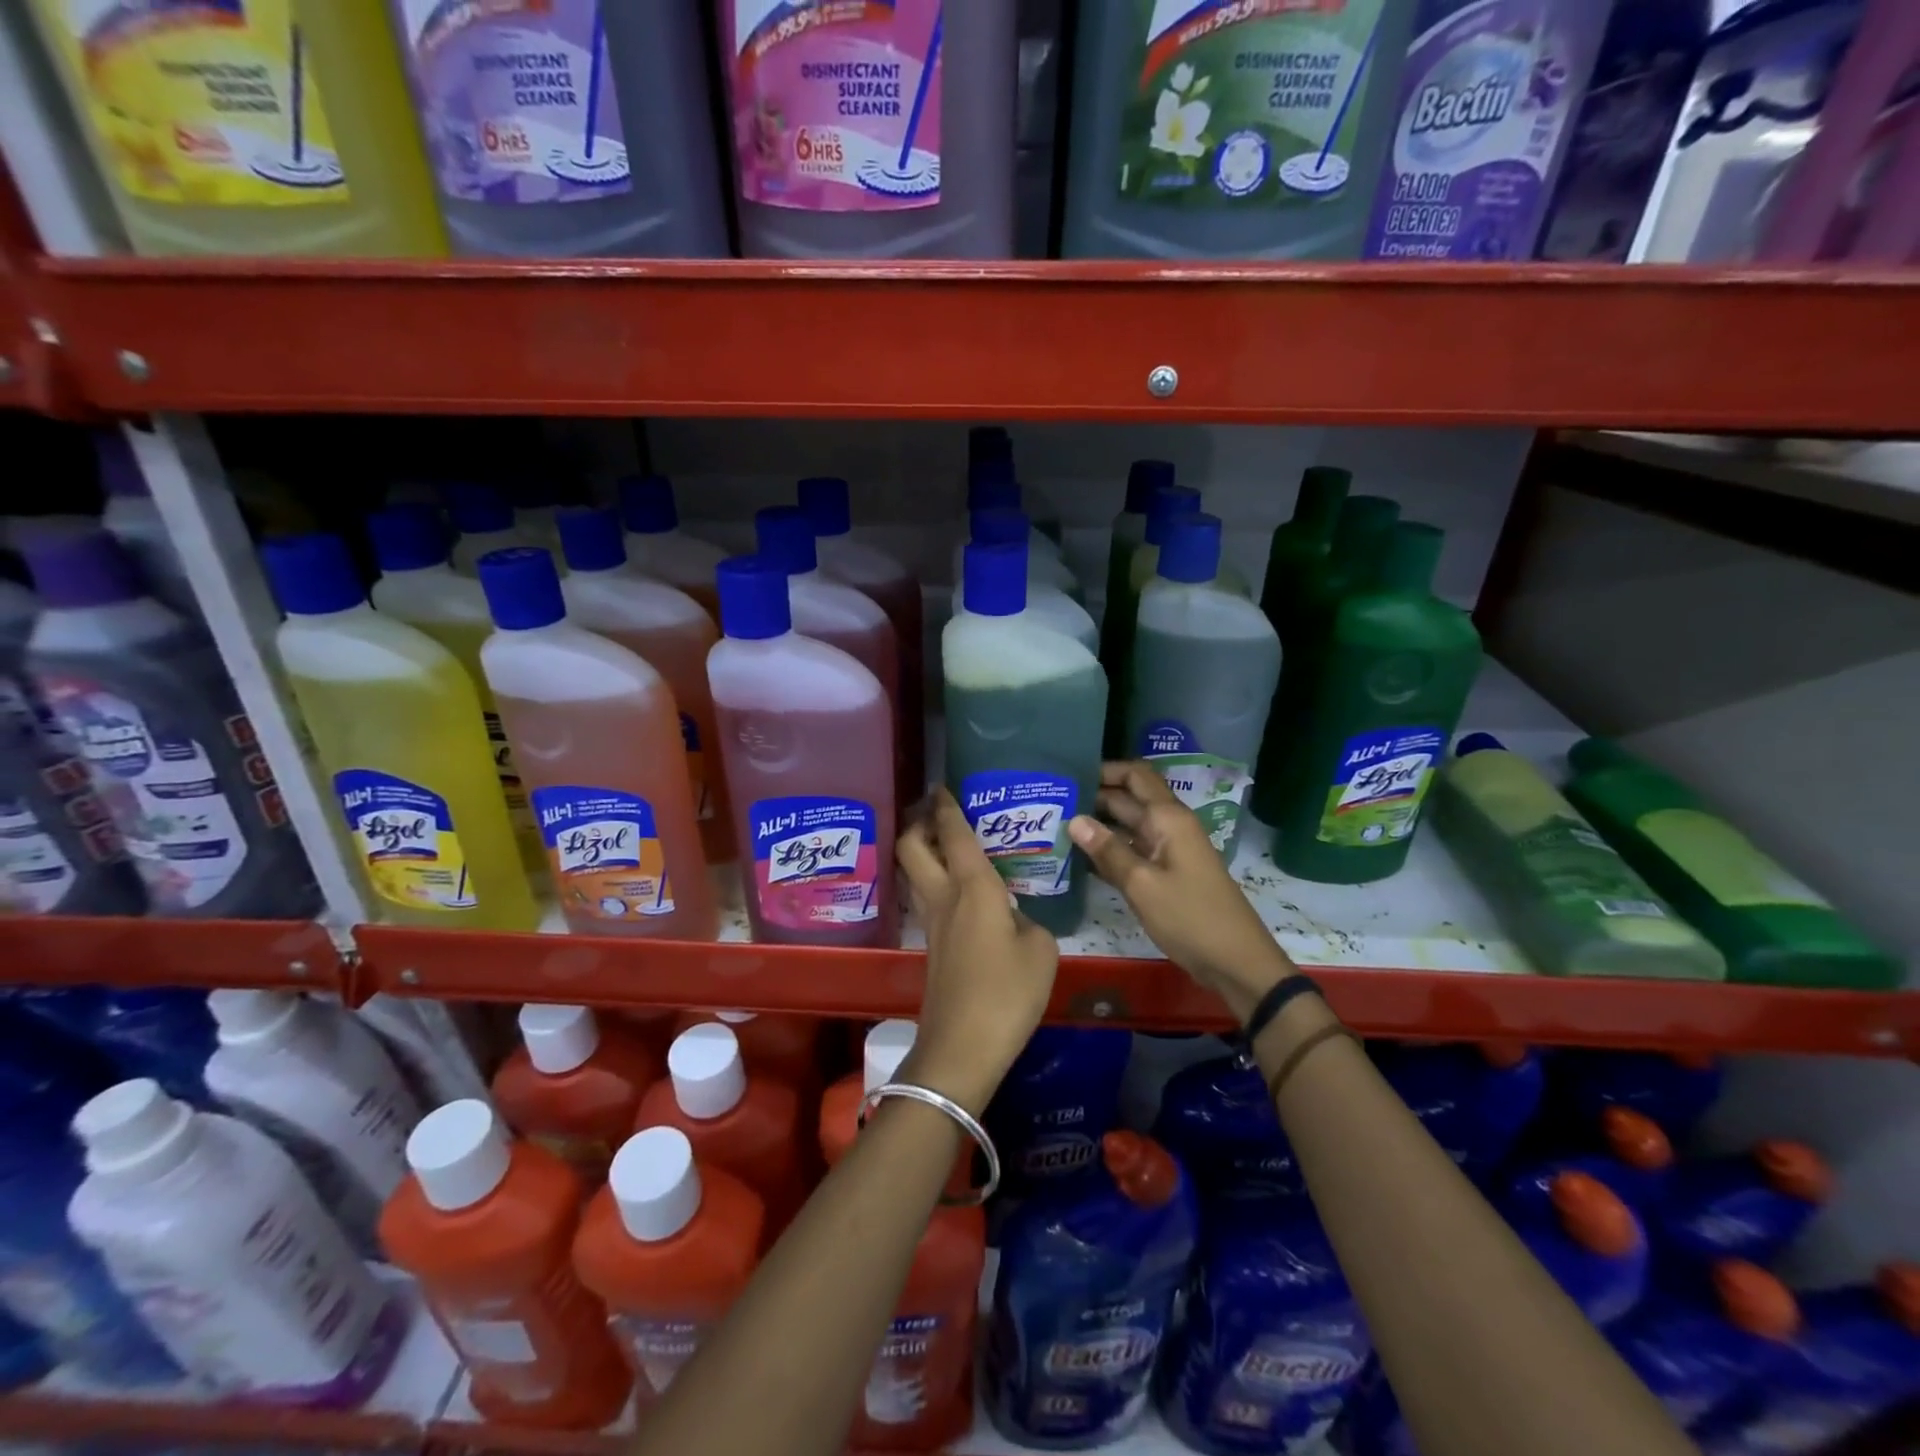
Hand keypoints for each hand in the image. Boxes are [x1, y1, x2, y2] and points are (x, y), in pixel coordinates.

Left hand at [895, 789, 1059, 1114]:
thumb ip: (1029, 923)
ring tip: (946, 844)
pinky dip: (933, 880)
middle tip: (936, 812)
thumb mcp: (1041, 951)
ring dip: (922, 850)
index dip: (947, 805)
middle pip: (911, 846)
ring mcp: (931, 923)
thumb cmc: (1007, 992)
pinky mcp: (931, 947)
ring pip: (912, 872)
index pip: (954, 833)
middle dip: (918, 822)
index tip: (943, 785)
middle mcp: (943, 897)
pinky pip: (925, 898)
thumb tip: (1014, 919)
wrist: (962, 1047)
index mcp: (972, 887)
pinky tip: (959, 891)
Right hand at [1068, 762, 1293, 1019]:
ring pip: (1128, 826)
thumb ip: (1108, 850)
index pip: (1135, 775)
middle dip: (1094, 796)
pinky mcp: (1166, 873)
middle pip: (1128, 799)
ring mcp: (1168, 850)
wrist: (1235, 961)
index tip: (1068, 773)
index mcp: (1168, 818)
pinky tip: (1078, 856)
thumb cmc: (1190, 917)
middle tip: (1050, 800)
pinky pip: (1132, 850)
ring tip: (1055, 824)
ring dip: (1098, 824)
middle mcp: (1168, 826)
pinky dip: (1109, 849)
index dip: (1104, 769)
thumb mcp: (1142, 884)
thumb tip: (1074, 819)